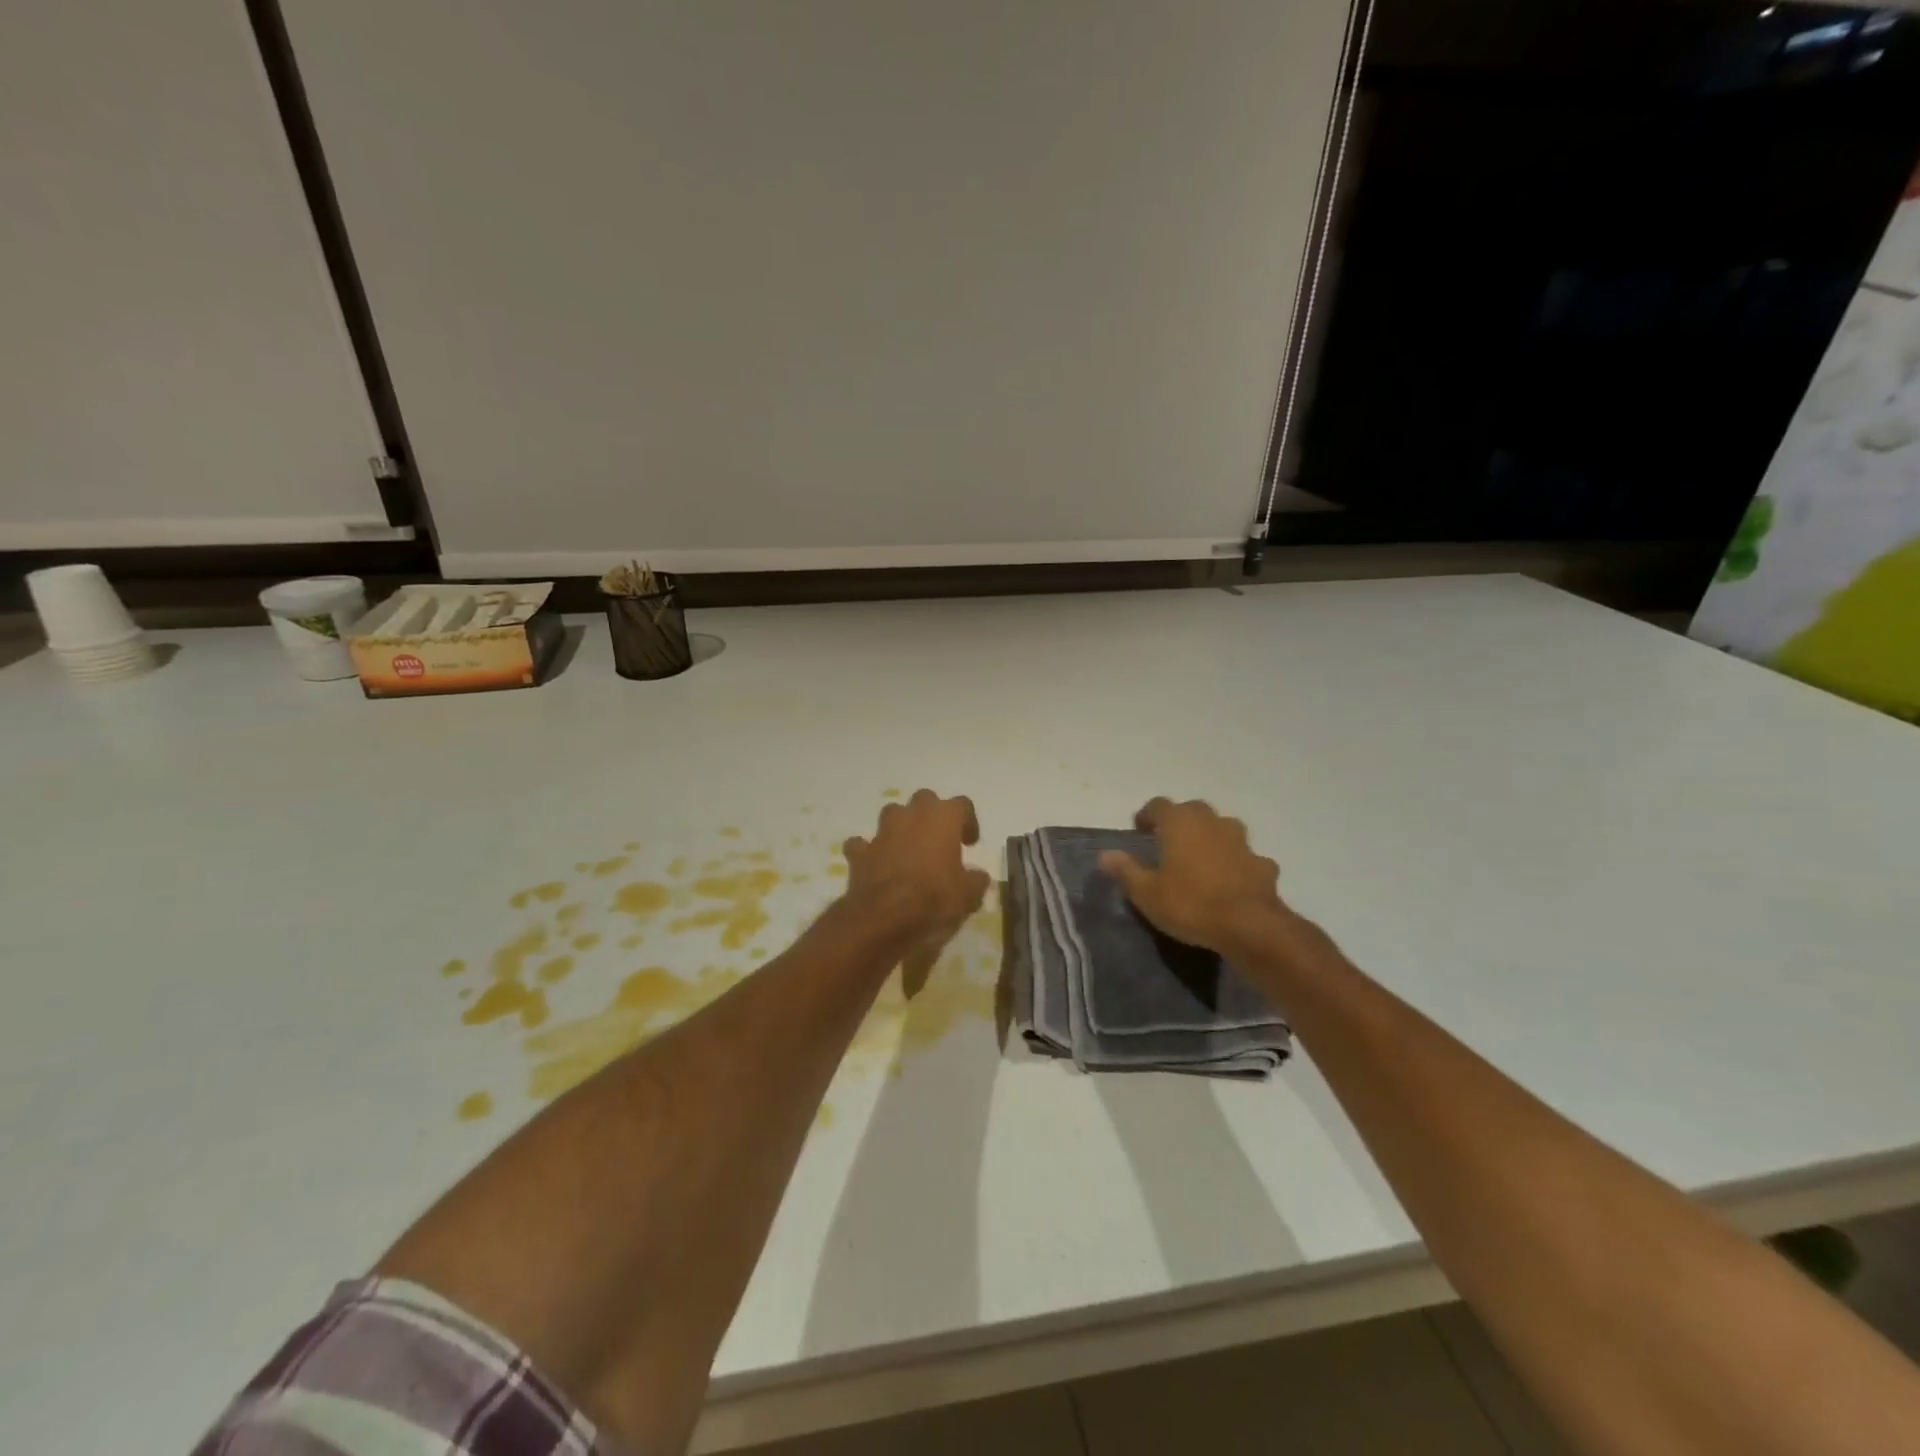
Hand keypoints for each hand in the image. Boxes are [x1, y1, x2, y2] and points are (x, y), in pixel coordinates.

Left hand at [843, 790, 991, 943]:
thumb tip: (977, 876)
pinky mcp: (860, 852)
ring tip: (908, 849)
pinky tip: (876, 865)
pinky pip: (863, 844)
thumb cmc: (934, 898)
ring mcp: (883, 832)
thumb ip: (976, 879)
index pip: (962, 805)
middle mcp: (912, 816)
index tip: (969, 843)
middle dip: (932, 815)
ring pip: (893, 813)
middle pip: (925, 799)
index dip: (968, 821)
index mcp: (943, 818)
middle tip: (939, 841)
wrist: (884, 917)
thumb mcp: (969, 894)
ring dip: (901, 826)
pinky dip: (869, 852)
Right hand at [1099, 798, 1289, 954]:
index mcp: (1180, 823)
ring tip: (1201, 860)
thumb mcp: (1147, 893)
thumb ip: (1126, 870)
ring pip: (1223, 829)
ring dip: (1212, 838)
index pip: (1158, 805)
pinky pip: (1245, 857)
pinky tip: (1232, 882)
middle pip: (1193, 810)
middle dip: (1181, 822)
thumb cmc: (1190, 904)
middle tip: (1169, 843)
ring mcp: (1241, 842)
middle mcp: (1212, 822)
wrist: (1250, 926)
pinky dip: (1236, 864)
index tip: (1140, 830)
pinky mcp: (1262, 864)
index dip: (1147, 815)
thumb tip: (1105, 855)